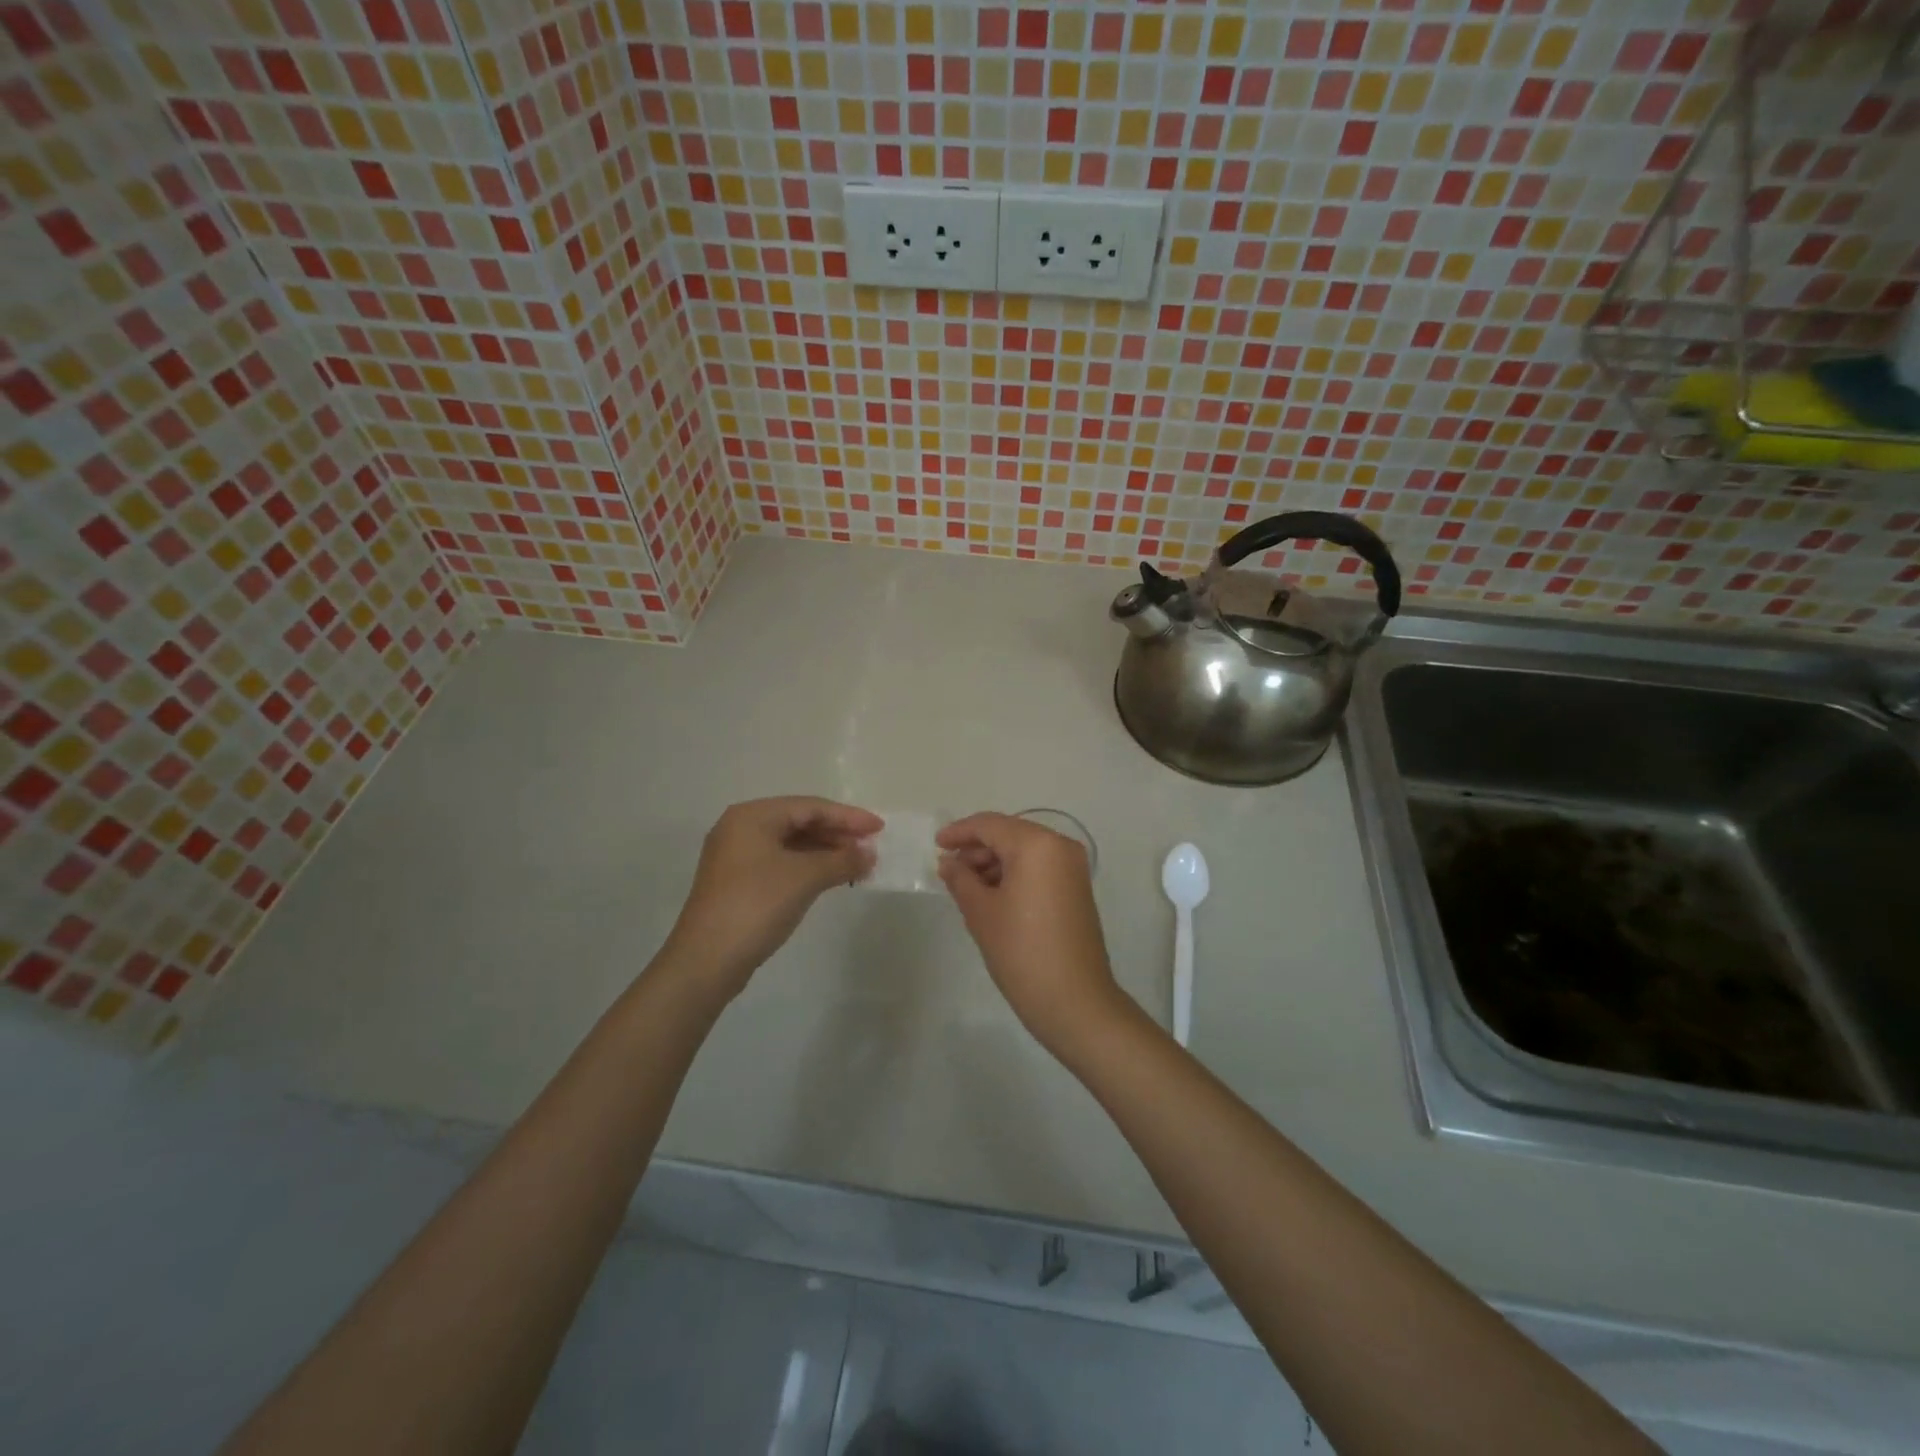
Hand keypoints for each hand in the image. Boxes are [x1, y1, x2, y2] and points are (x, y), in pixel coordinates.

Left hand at [660, 797, 880, 1001]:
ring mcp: (736, 857)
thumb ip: (842, 860)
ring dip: (826, 852)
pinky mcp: (738, 883)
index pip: (810, 806)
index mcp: (752, 816)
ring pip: (791, 844)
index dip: (848, 817)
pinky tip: (830, 879)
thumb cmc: (757, 905)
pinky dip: (808, 867)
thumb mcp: (805, 877)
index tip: (879, 828)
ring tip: (857, 865)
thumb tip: (869, 854)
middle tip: (871, 848)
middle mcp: (741, 829)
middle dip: (837, 834)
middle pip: (799, 822)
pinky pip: (781, 863)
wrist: (706, 961)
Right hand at [936, 812, 1123, 1053]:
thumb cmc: (1021, 951)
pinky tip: (992, 894)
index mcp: (1037, 845)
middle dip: (977, 848)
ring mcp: (1073, 868)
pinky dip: (1014, 873)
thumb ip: (960, 879)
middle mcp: (1060, 846)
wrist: (1074, 1000)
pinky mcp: (1077, 888)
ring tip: (966, 886)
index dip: (960, 832)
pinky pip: (1039, 867)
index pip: (990, 825)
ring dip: (994, 862)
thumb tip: (949, 862)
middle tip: (949, 869)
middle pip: (1010, 834)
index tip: (936, 844)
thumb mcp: (981, 912)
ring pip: (1025, 850)